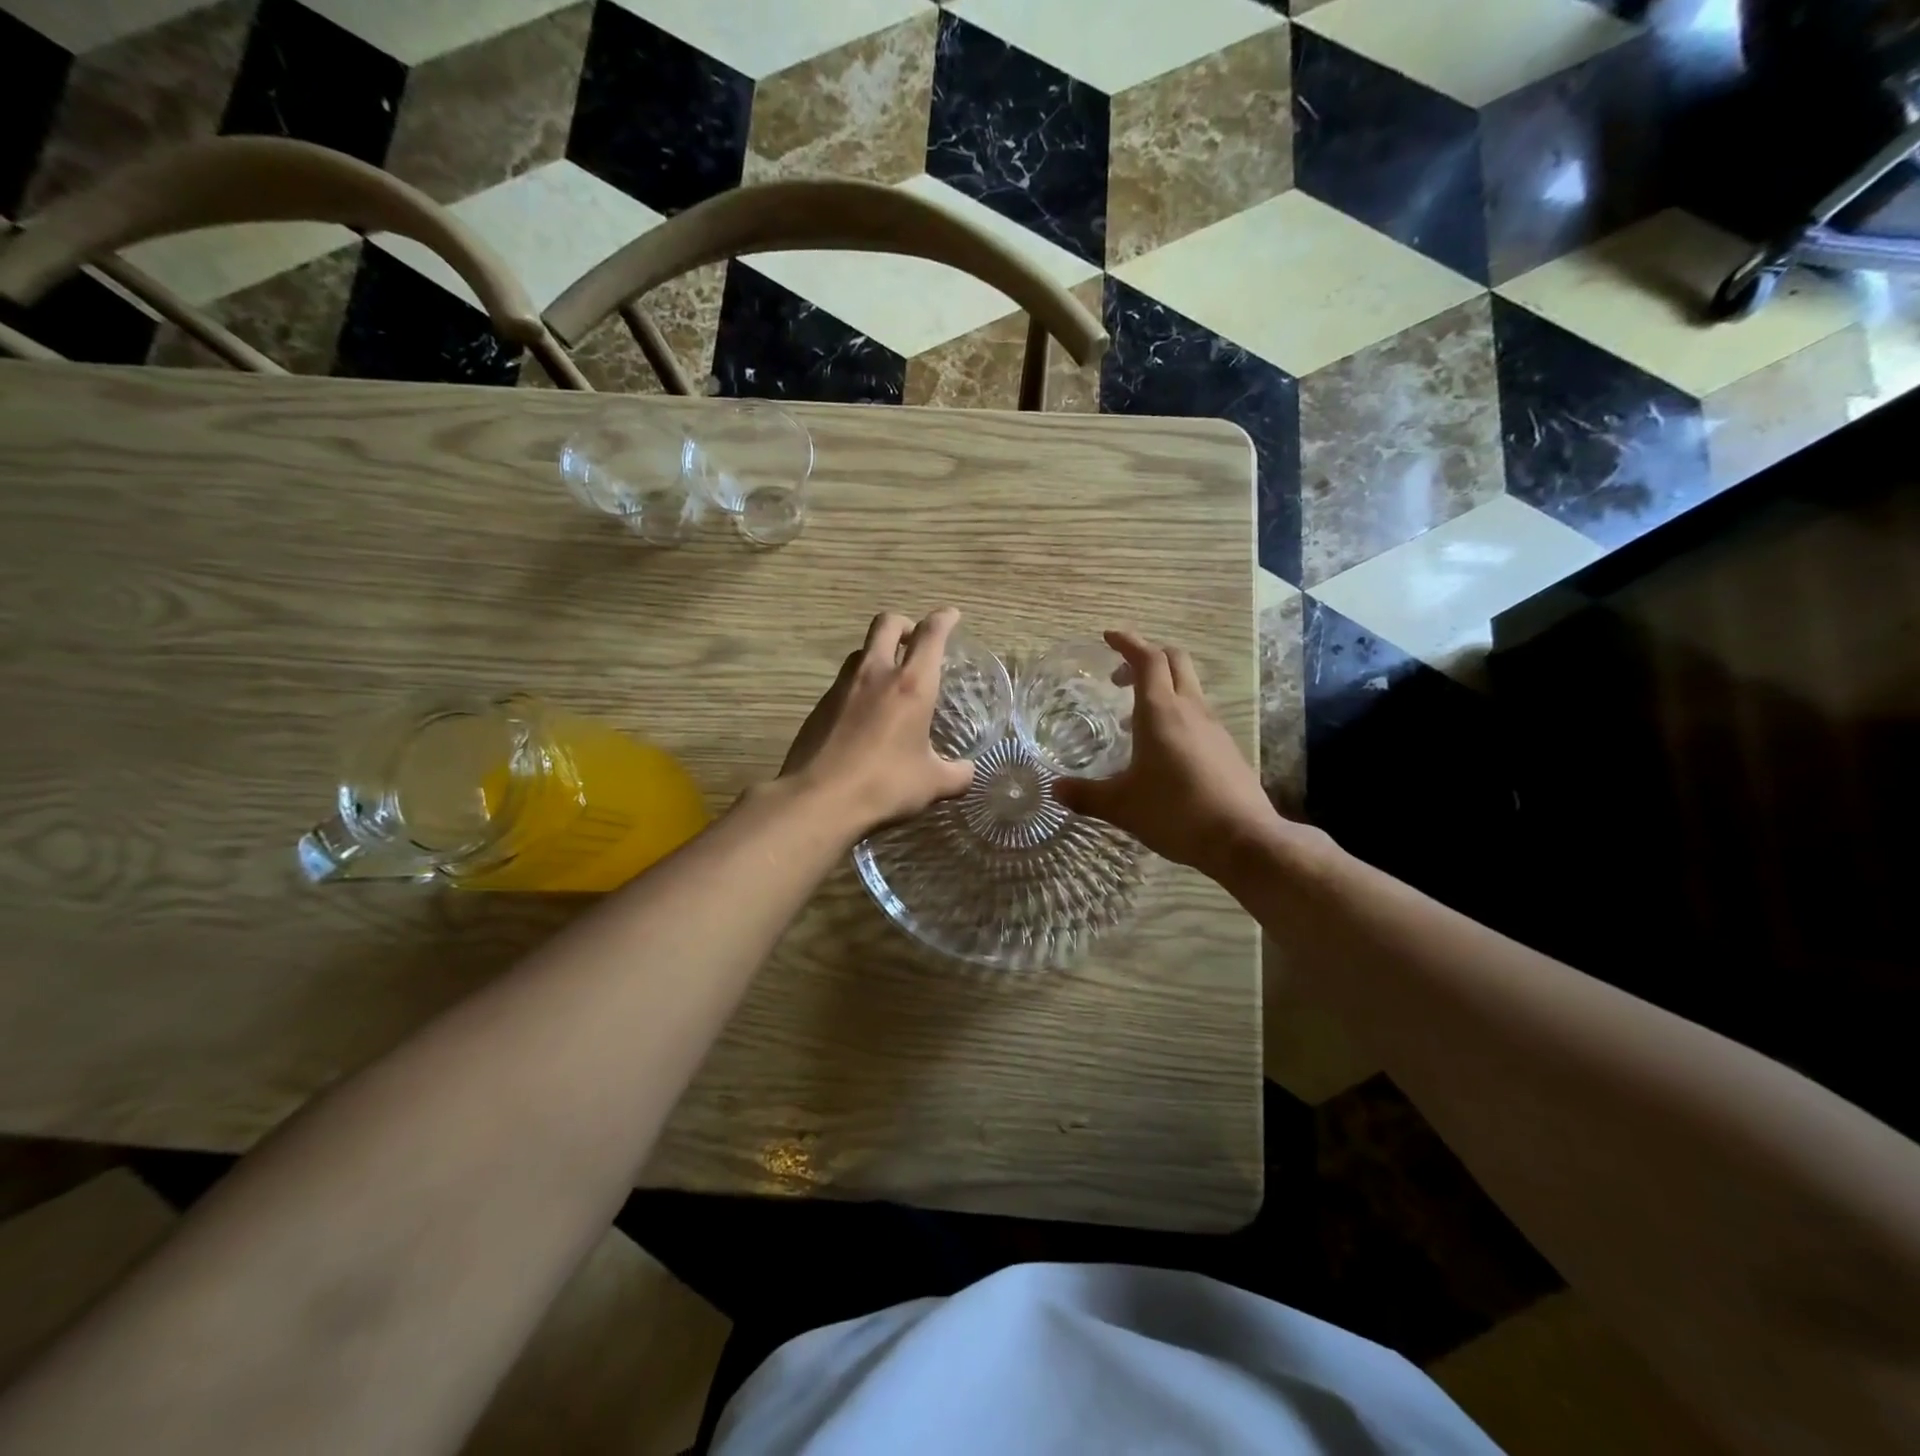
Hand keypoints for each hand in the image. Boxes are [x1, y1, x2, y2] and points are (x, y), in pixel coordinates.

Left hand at [779, 608, 975, 834]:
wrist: (819, 800)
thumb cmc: (885, 785)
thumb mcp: (932, 784)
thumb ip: (956, 774)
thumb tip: (967, 772)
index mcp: (912, 685)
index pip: (931, 634)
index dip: (944, 619)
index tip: (951, 616)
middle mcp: (876, 674)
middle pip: (887, 624)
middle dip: (905, 624)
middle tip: (915, 640)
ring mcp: (842, 687)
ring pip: (861, 651)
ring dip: (878, 653)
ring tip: (889, 678)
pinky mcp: (819, 706)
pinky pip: (843, 682)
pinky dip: (858, 685)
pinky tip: (863, 714)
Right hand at [1052, 630, 1286, 878]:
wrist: (1242, 839)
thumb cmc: (1175, 812)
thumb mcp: (1122, 806)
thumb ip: (1086, 794)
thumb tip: (1055, 788)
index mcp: (1161, 711)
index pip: (1147, 659)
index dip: (1128, 642)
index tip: (1108, 637)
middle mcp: (1190, 709)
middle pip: (1174, 661)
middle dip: (1147, 657)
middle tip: (1119, 676)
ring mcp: (1213, 727)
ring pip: (1189, 687)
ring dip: (1163, 686)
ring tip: (1135, 716)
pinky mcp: (1226, 748)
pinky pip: (1198, 714)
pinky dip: (1177, 712)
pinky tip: (1163, 747)